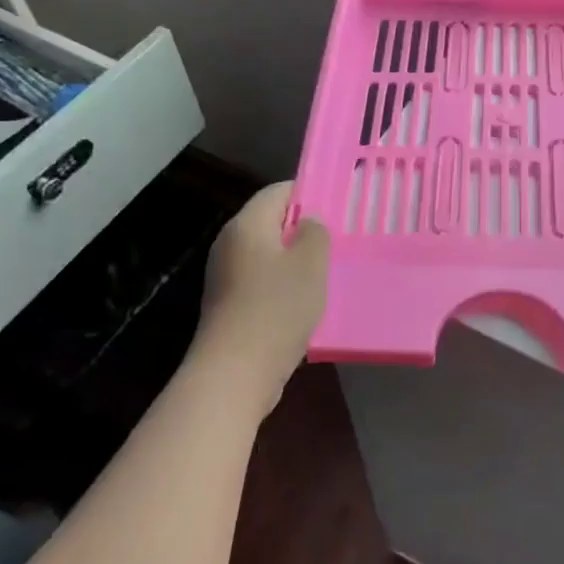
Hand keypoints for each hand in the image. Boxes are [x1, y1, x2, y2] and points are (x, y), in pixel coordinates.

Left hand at [198, 183, 328, 415]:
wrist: (235, 373)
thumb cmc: (277, 308)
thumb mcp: (311, 263)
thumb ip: (315, 232)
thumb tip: (308, 223)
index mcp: (247, 224)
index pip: (279, 191)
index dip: (309, 194)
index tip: (337, 208)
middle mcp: (230, 243)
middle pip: (271, 222)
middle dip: (303, 229)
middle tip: (336, 242)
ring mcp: (225, 275)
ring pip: (268, 254)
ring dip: (295, 261)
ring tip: (326, 274)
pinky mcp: (228, 304)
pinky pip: (261, 281)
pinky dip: (282, 285)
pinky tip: (304, 303)